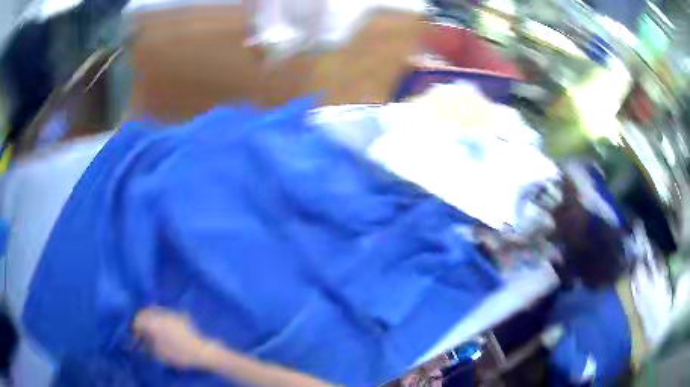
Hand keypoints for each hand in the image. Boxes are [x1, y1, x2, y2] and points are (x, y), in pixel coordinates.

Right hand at [134, 307, 213, 368]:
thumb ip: (147, 346)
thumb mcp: (159, 354)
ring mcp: (172, 312)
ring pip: (156, 310)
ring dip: (151, 318)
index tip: (136, 338)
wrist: (202, 352)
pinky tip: (165, 327)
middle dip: (142, 321)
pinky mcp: (181, 315)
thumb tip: (142, 342)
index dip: (136, 329)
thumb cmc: (179, 355)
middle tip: (143, 332)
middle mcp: (161, 313)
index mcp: (153, 322)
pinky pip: (166, 313)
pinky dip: (162, 318)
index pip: (138, 320)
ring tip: (153, 329)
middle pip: (146, 312)